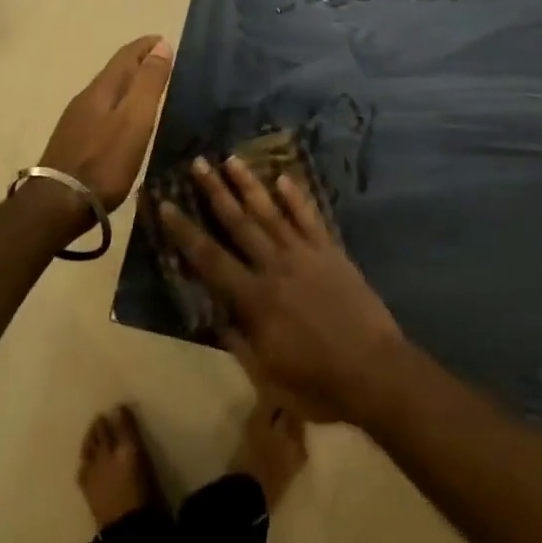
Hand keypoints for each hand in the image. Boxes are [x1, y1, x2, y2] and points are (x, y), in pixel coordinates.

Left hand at [37, 36, 173, 211]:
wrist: (58, 203)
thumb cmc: (104, 161)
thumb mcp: (135, 120)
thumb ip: (148, 83)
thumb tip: (161, 45)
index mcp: (103, 88)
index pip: (127, 55)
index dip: (146, 45)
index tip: (164, 40)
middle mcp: (86, 97)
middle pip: (115, 70)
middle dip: (138, 61)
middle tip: (161, 61)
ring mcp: (76, 119)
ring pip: (107, 90)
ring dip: (128, 83)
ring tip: (147, 88)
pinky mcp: (73, 140)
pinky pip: (101, 109)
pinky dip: (118, 103)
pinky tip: (123, 119)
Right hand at [159, 157, 405, 422]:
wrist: (376, 373)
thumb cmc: (318, 384)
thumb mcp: (267, 375)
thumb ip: (237, 340)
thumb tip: (212, 313)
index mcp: (255, 298)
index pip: (209, 258)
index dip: (184, 231)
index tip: (165, 204)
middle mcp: (275, 266)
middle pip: (238, 223)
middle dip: (214, 191)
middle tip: (197, 163)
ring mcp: (305, 254)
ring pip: (271, 211)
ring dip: (249, 184)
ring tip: (231, 159)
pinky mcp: (331, 252)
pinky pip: (310, 218)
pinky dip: (296, 197)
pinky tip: (284, 177)